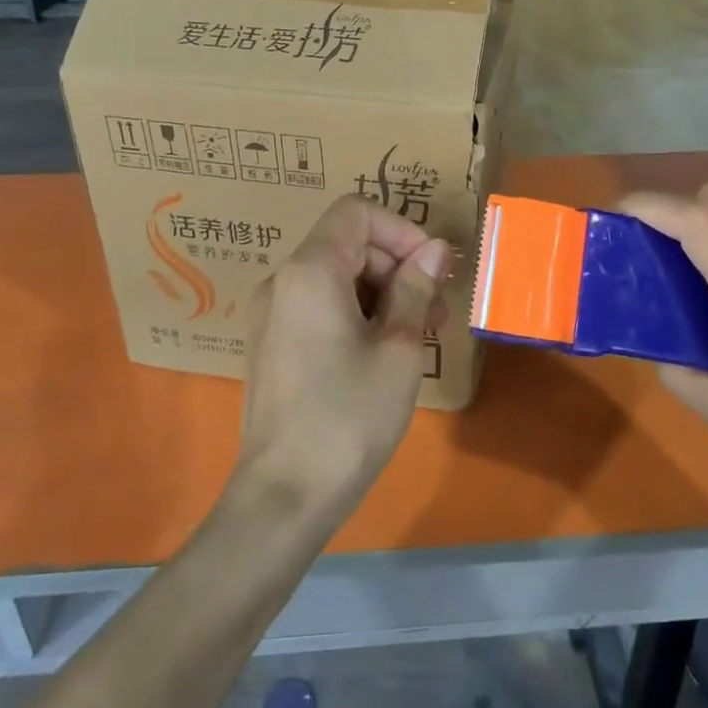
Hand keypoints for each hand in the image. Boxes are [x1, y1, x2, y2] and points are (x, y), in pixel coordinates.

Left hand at [234, 196, 451, 521]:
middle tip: (435, 312)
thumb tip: (436, 249)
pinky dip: (355, 314)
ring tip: (416, 336)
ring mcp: (271, 314)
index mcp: (310, 270)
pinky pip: (318, 306)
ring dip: (380, 293)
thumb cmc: (349, 415)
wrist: (285, 495)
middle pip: (347, 244)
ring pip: (335, 277)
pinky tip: (382, 354)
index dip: (401, 231)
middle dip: (396, 266)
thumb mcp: (397, 347)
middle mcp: (282, 281)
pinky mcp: (271, 345)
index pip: (357, 212)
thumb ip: (415, 288)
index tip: (432, 271)